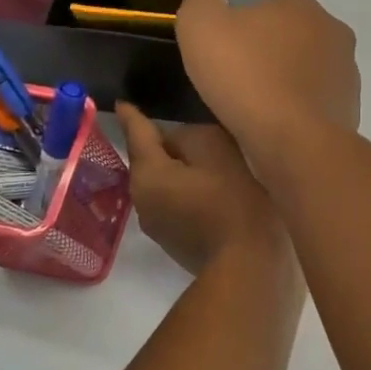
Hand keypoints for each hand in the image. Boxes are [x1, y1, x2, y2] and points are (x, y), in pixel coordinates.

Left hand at [118, 103, 286, 275]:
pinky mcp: (177, 244)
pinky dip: (190, 194)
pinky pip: (178, 205)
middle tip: (193, 130)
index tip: (124, 101)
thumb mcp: (219, 152)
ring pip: (166, 184)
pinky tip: (215, 193)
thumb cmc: (232, 203)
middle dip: (166, 146)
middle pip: (152, 161)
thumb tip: (180, 142)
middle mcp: (142, 200)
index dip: (133, 114)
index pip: (137, 133)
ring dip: (181, 172)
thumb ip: (194, 135)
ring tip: (209, 163)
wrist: (246, 268)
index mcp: (148, 173)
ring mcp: (158, 226)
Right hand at [175, 0, 360, 175]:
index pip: (265, 13)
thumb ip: (202, 2)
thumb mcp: (201, 26)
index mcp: (304, 7)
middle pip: (287, 44)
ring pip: (302, 78)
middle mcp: (335, 35)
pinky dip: (295, 117)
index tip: (222, 60)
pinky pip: (312, 110)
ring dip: (281, 90)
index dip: (239, 35)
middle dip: (264, 61)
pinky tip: (275, 132)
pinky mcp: (350, 113)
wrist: (294, 143)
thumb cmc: (247, 78)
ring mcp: (348, 77)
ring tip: (253, 115)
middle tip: (234, 88)